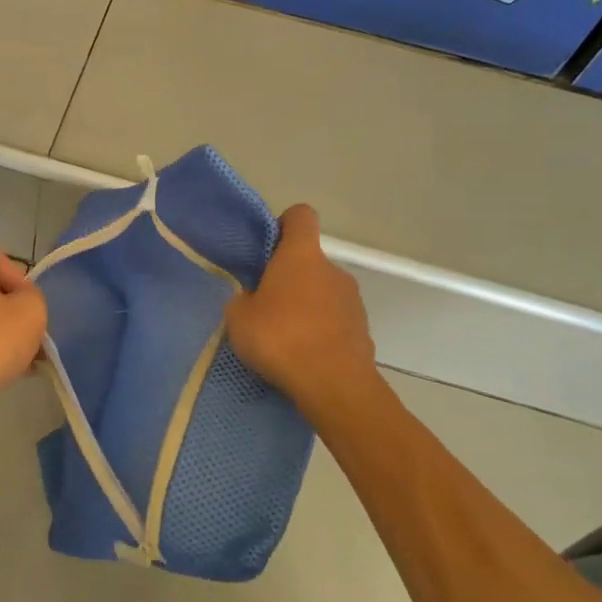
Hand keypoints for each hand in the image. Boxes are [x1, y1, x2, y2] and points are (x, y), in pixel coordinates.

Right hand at [226, 205, 377, 412]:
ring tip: (284, 337)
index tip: (268, 247)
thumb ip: (243, 299)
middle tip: (265, 305)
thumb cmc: (280, 338)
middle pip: (309, 261)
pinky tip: (303, 355)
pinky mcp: (363, 330)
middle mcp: (332, 269)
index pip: (301, 216)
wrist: (334, 385)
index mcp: (301, 255)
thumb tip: (252, 299)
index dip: (284, 224)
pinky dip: (320, 331)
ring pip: (323, 292)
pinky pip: (335, 321)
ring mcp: (353, 300)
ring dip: (306, 306)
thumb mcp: (239, 318)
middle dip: (289, 278)